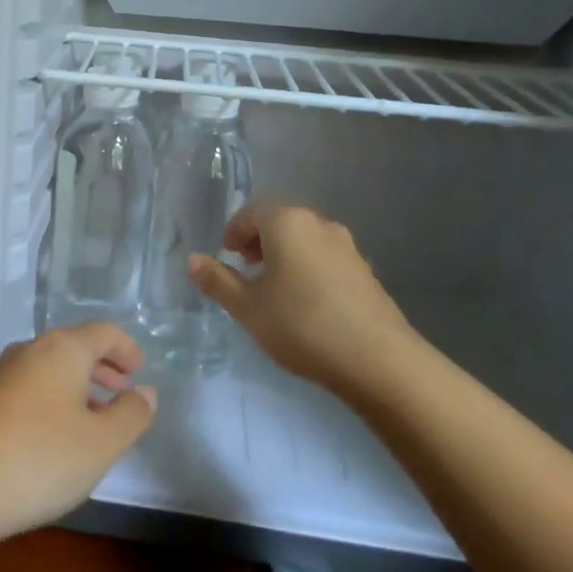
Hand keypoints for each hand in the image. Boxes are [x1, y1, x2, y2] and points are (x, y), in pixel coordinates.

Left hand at [0, 322, 156, 546]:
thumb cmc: (41, 458)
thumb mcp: (101, 443)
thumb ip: (130, 414)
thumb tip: (145, 392)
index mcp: (62, 349)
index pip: (102, 331)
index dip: (125, 347)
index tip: (140, 368)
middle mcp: (30, 351)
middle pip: (73, 346)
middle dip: (101, 365)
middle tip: (122, 389)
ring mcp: (1, 375)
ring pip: (50, 368)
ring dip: (77, 384)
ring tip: (95, 415)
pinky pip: (30, 387)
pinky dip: (53, 398)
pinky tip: (57, 434)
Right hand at [187, 200, 418, 393]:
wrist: (379, 360)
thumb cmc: (301, 325)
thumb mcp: (248, 307)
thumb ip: (218, 281)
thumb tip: (193, 260)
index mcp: (287, 222)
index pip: (251, 211)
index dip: (234, 231)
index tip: (227, 255)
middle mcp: (319, 224)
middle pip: (281, 220)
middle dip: (259, 239)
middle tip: (246, 268)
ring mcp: (347, 246)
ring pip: (305, 238)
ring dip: (285, 253)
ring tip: (275, 287)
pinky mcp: (365, 271)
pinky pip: (326, 257)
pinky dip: (309, 267)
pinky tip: (306, 302)